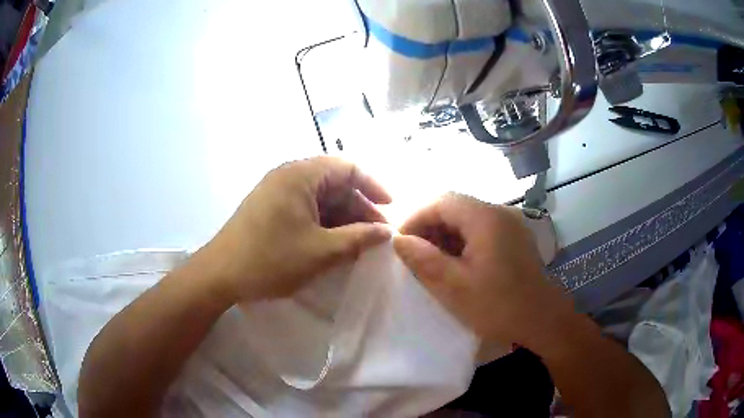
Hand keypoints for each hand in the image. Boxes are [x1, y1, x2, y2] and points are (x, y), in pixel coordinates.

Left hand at [202, 157, 391, 302]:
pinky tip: (334, 242)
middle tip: (376, 233)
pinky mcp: (269, 207)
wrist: (220, 275)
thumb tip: (386, 232)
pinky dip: (323, 222)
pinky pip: (305, 207)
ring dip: (342, 216)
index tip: (390, 208)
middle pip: (334, 183)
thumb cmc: (271, 259)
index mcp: (300, 175)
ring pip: (320, 197)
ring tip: (359, 241)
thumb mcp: (321, 252)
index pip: (348, 168)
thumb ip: (358, 239)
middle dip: (359, 206)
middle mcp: (288, 175)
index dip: (373, 186)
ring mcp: (276, 191)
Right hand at [393, 194, 573, 347]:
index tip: (401, 243)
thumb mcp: (454, 286)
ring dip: (447, 235)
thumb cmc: (498, 306)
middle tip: (415, 255)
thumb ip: (423, 259)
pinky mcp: (515, 238)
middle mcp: (500, 212)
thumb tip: (398, 239)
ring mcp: (510, 224)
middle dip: (431, 227)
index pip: (441, 201)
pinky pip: (482, 230)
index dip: (416, 218)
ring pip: (468, 218)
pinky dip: (464, 242)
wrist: (543, 320)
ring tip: (434, 262)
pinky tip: (458, 265)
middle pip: (456, 207)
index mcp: (485, 218)